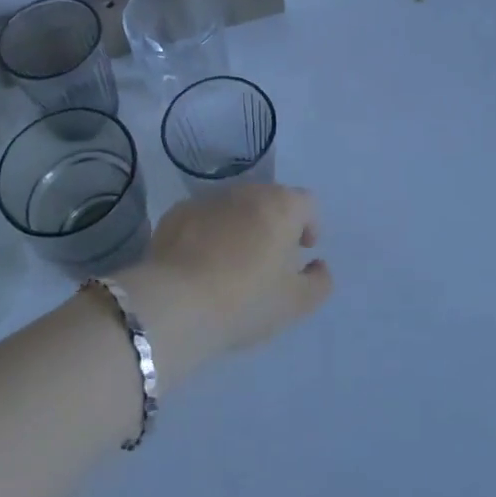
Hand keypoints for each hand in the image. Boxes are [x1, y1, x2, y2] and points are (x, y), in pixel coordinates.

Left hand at [118, 185, 331, 377]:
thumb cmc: (245, 301)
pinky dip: (207, 234)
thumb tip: (318, 265)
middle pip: (269, 200)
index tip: (302, 250)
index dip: (309, 224)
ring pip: (233, 208)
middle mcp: (245, 192)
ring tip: (232, 264)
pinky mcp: (176, 214)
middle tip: (269, 260)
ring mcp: (207, 200)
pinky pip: (202, 219)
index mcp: (280, 206)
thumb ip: (319, 282)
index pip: (306, 202)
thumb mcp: (296, 303)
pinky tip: (200, 265)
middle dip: (274, 224)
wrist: (176, 304)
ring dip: (239, 227)